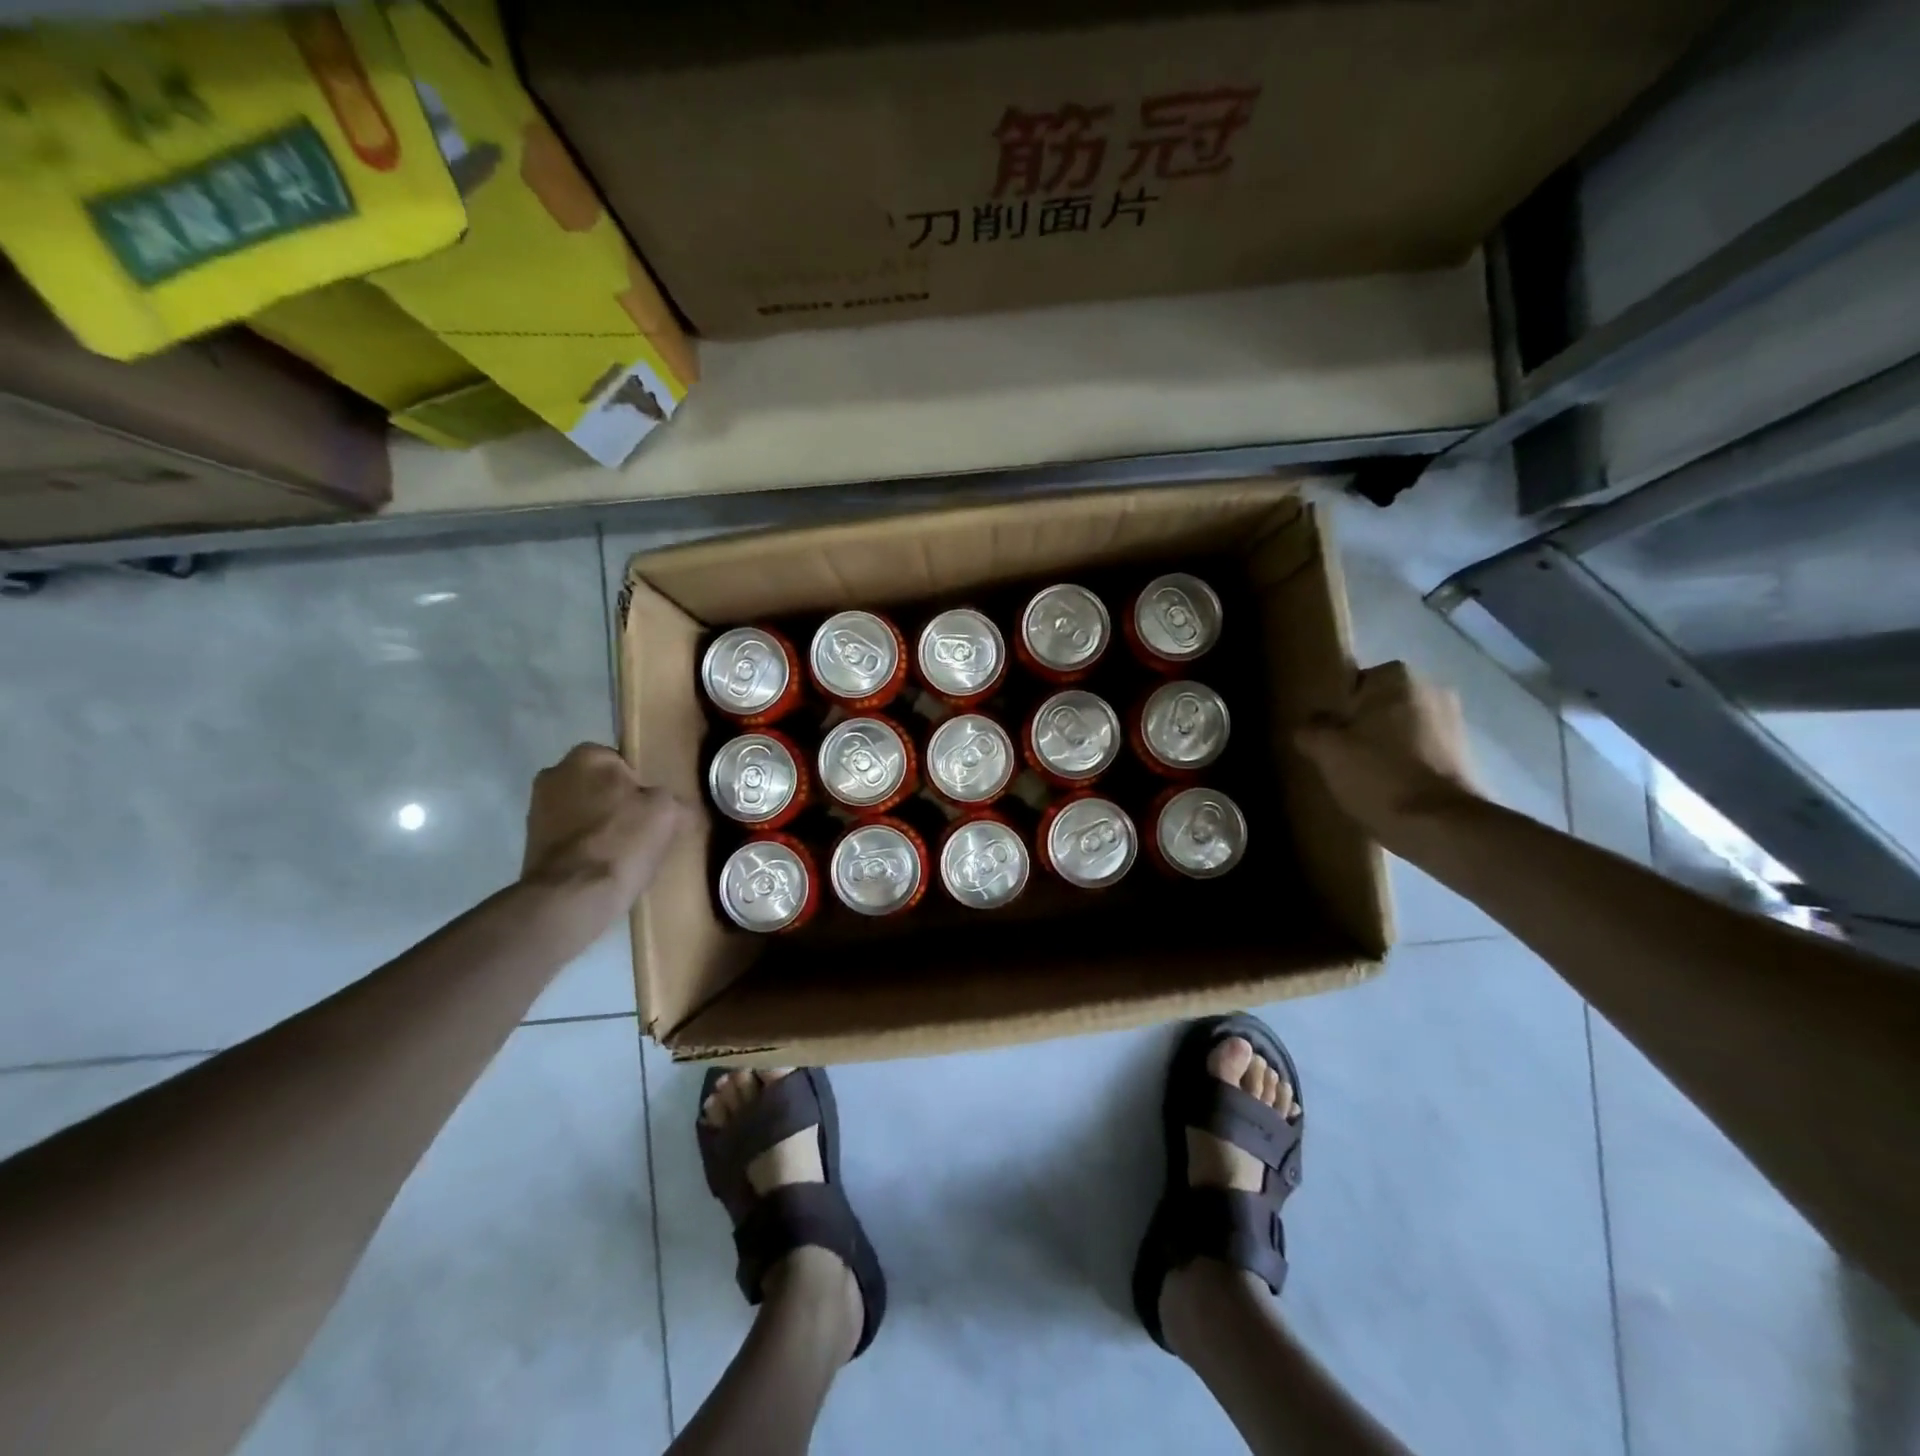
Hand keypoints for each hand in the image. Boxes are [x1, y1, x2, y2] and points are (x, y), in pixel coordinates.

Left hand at [521, 744, 694, 905]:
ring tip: (623, 851)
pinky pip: (569, 836)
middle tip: (641, 828)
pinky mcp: (529, 843)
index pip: (622, 761)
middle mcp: (554, 773)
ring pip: (582, 811)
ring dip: (598, 825)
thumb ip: (673, 799)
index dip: (641, 785)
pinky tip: (601, 865)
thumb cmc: (622, 841)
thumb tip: (676, 806)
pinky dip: (584, 846)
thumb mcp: (669, 812)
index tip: (653, 808)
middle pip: (599, 786)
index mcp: (587, 755)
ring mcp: (536, 809)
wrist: (572, 896)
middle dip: (616, 802)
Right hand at [1293, 661, 1480, 827]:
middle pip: (1380, 704)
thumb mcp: (1326, 749)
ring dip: (1385, 744)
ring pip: (1401, 727)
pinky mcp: (1463, 754)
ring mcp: (1452, 722)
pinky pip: (1420, 749)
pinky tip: (1388, 786)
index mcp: (1397, 678)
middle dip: (1363, 724)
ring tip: (1363, 774)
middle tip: (1340, 754)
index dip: (1338, 707)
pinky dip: (1405, 762)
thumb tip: (1310, 725)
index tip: (1327, 733)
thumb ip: (1311, 728)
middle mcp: (1431, 689)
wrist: (1438, 824)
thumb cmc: (1377, 774)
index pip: (1356, 681)